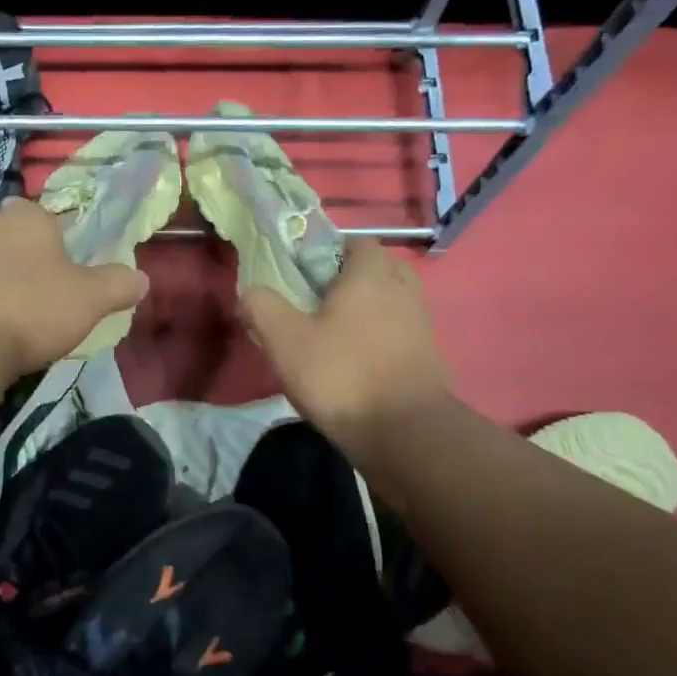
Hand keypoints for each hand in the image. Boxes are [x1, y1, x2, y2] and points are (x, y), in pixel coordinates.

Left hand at [0, 199, 148, 382]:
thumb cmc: (32, 309)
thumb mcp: (91, 299)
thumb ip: (119, 284)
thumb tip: (142, 279)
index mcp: (26, 214)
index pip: (52, 220)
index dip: (64, 248)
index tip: (71, 278)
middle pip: (17, 238)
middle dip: (29, 261)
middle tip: (46, 298)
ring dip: (0, 280)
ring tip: (15, 316)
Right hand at [241, 237, 450, 454]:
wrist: (404, 434)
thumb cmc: (341, 374)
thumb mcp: (284, 340)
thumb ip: (261, 307)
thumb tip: (249, 292)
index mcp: (370, 275)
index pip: (357, 241)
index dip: (328, 250)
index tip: (302, 271)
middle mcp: (402, 291)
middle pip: (378, 269)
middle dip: (350, 279)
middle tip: (317, 300)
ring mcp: (420, 325)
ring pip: (390, 302)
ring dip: (367, 310)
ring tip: (333, 334)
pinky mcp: (427, 358)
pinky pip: (399, 333)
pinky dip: (380, 338)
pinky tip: (354, 361)